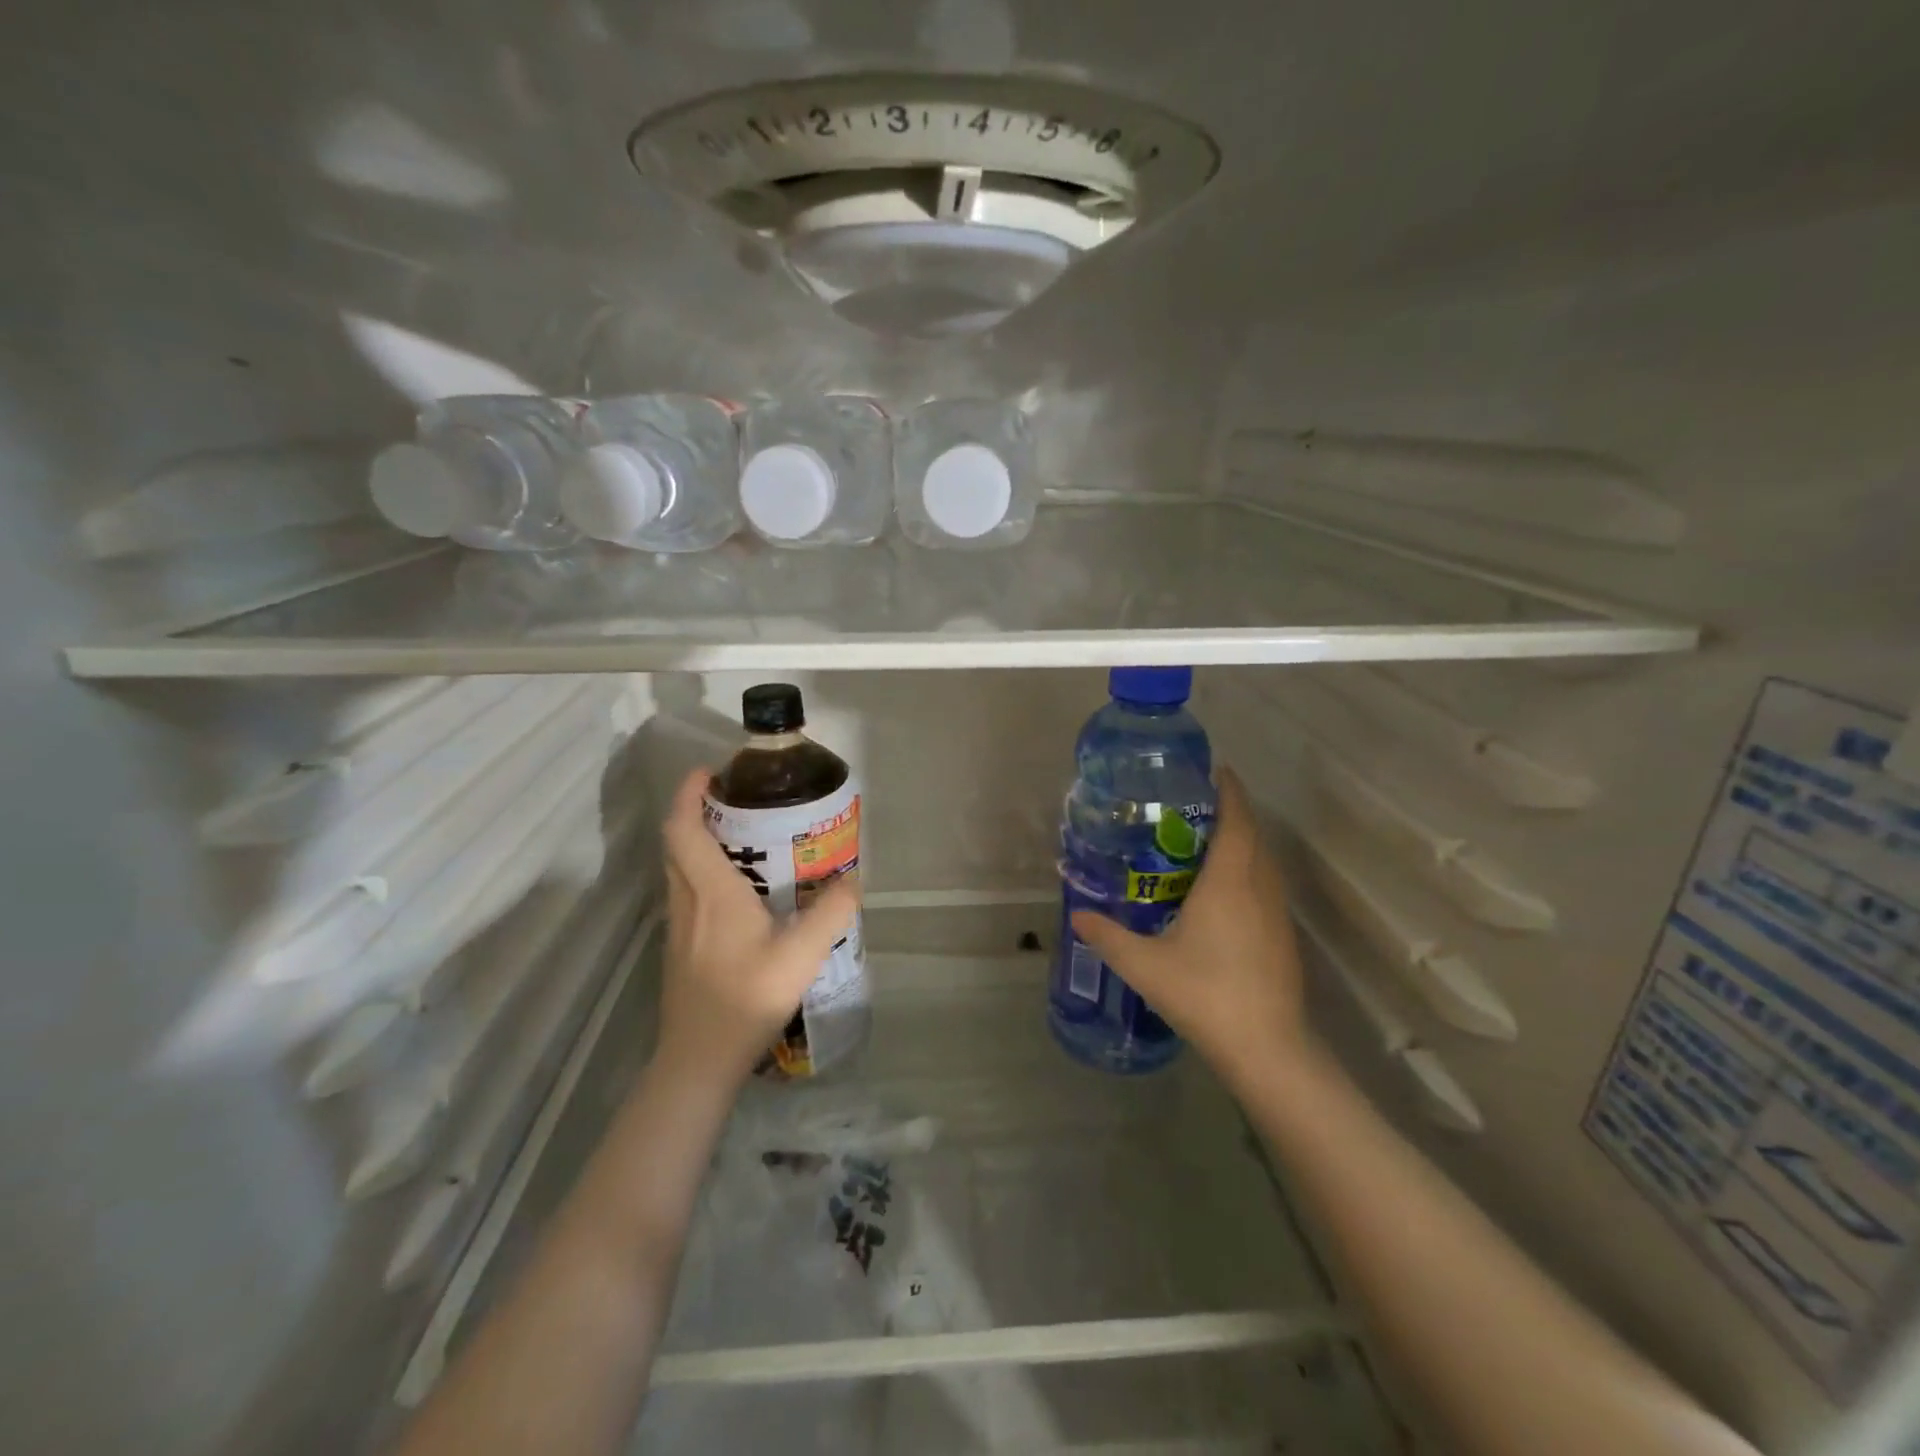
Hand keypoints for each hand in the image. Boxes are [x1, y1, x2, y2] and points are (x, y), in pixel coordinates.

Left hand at [657, 768, 860, 1085]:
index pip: (683, 829)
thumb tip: (852, 879)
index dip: (688, 795)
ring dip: (698, 842)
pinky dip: (701, 872)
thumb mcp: (802, 955)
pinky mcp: (679, 947)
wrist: (699, 1059)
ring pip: (678, 868)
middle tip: (735, 802)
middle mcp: (687, 900)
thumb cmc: (746, 998)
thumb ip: (831, 912)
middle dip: (696, 813)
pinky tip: (737, 893)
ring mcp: (678, 926)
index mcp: (711, 892)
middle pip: (677, 843)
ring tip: (741, 839)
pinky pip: (685, 892)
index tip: (708, 773)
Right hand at [1069, 766, 1306, 1087]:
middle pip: (1253, 835)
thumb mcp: (1144, 965)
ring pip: (1264, 861)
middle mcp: (1258, 887)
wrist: (1266, 1048)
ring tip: (1205, 843)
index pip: (1236, 820)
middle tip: (1195, 807)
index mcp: (1229, 882)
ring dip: (1243, 842)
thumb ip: (1107, 936)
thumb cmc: (1205, 994)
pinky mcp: (1283, 936)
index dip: (1229, 791)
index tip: (1216, 771)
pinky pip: (1266, 885)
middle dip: (1232, 813)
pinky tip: (1222, 892)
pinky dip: (1248, 871)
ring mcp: (1277, 913)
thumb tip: (1077, 915)